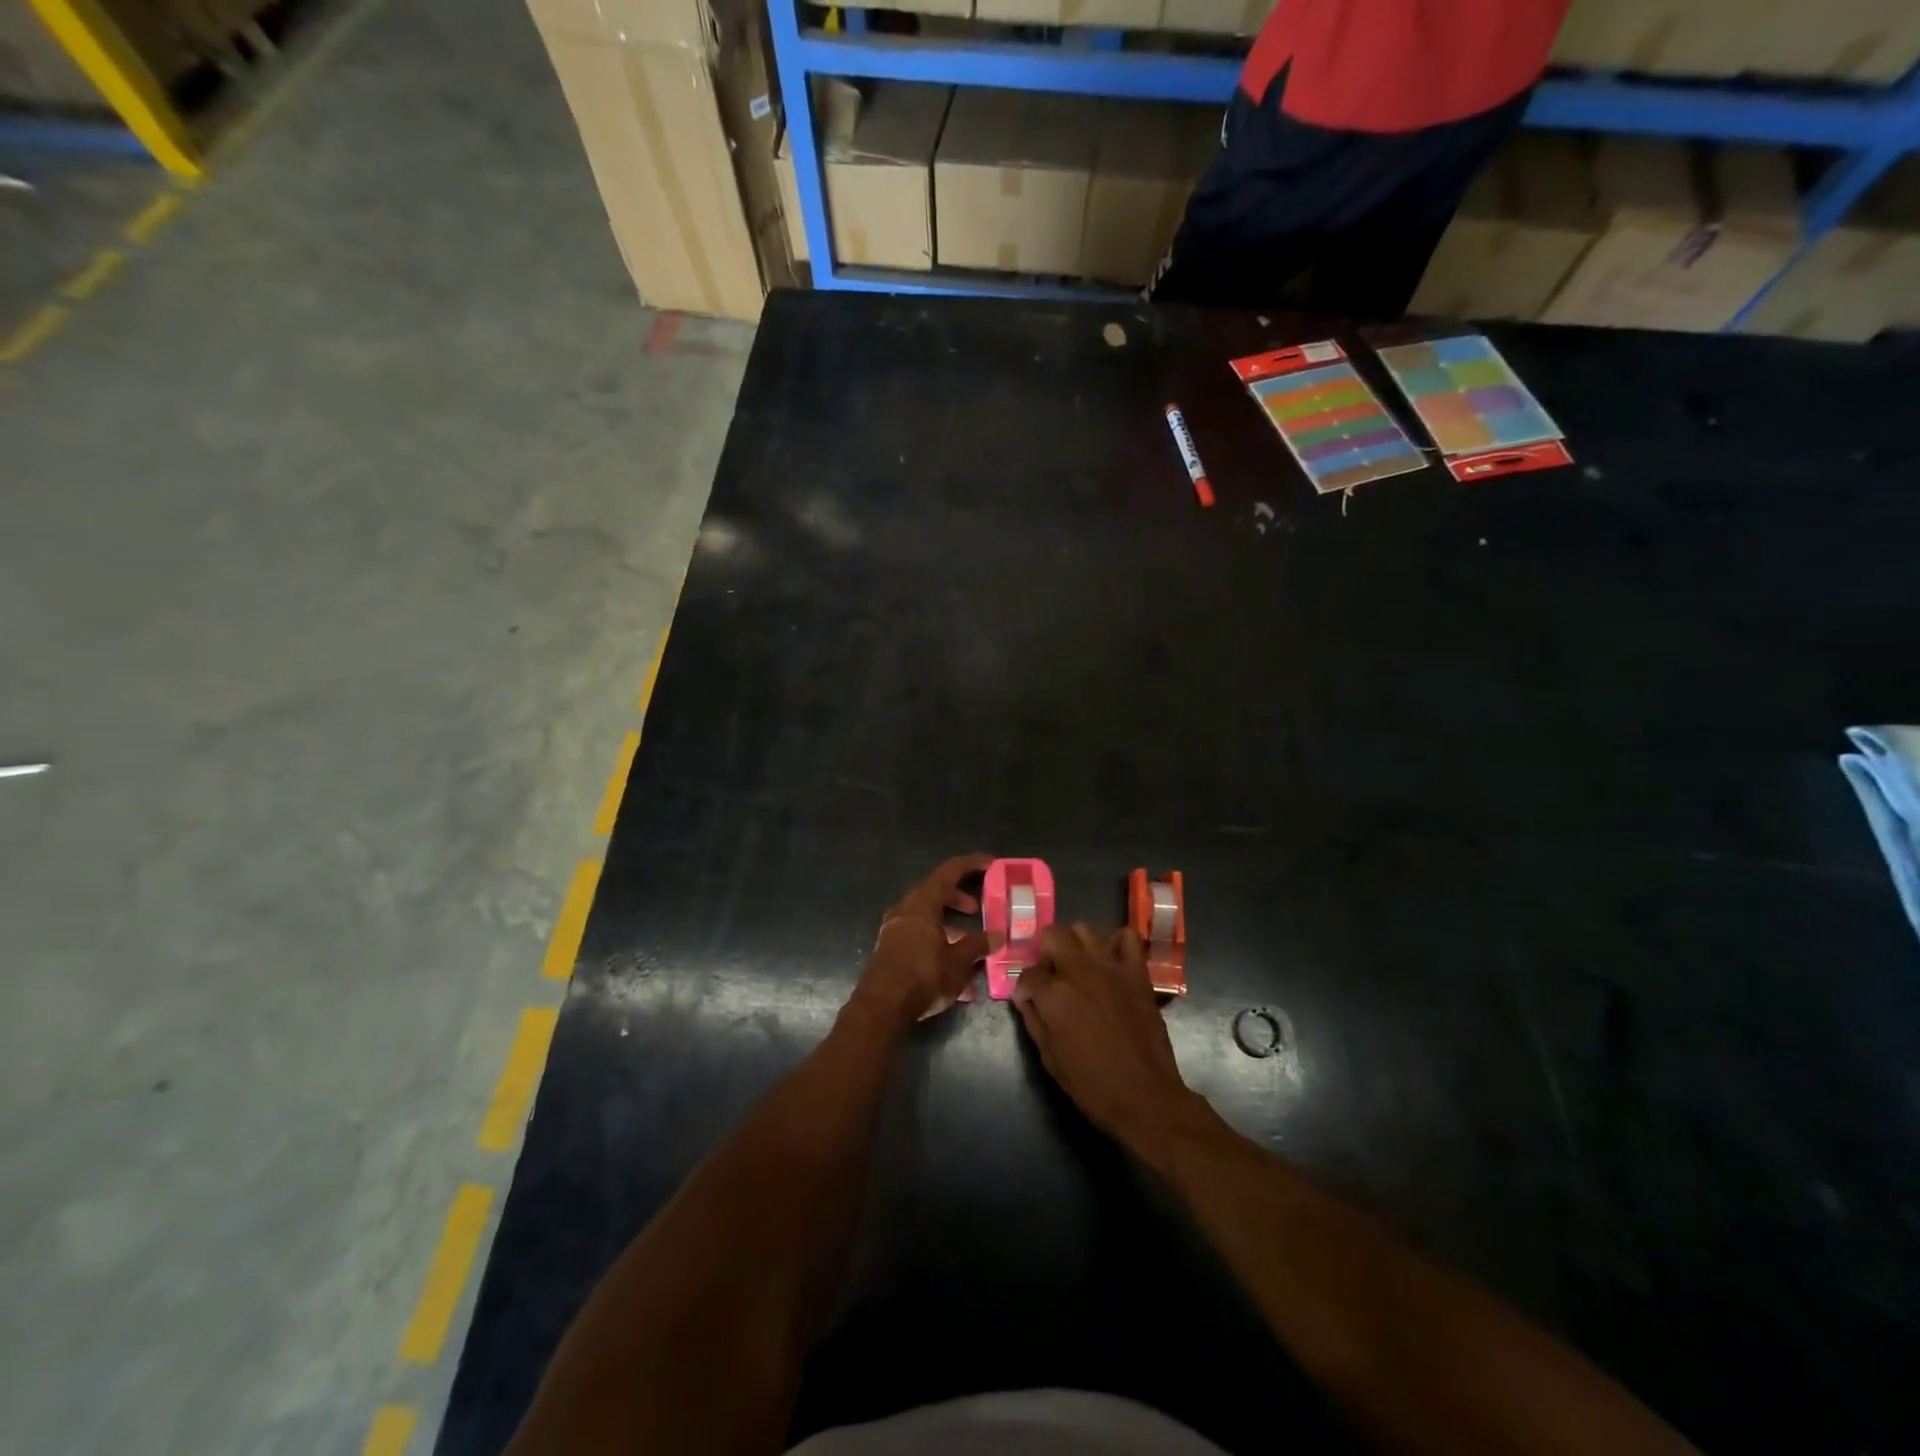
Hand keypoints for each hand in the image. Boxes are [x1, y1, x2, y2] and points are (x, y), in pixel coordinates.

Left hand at [850, 854, 994, 1030]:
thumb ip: (978, 945)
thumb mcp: (958, 962)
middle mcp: (906, 908)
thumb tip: (998, 935)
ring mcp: (894, 927)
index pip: (949, 871)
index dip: (971, 864)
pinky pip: (916, 930)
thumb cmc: (923, 977)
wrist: (881, 1007)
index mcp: (923, 903)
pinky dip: (935, 935)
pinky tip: (949, 961)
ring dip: (947, 920)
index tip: (990, 864)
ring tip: (967, 939)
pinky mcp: (889, 945)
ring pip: (925, 912)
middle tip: (977, 908)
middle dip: (958, 896)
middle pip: (935, 891)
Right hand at [1013, 925, 1206, 1168]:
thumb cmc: (1093, 1085)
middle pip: (1053, 936)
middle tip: (1050, 976)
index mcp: (1055, 995)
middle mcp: (1080, 971)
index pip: (1028, 975)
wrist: (1145, 1097)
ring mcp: (1112, 968)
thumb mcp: (1050, 1059)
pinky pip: (1127, 938)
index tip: (1028, 1000)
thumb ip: (1034, 1020)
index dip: (1025, 988)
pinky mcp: (1137, 973)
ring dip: (1074, 944)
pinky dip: (1115, 943)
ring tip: (1076, 966)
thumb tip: (1026, 998)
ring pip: (1084, 930)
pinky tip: (1109, 962)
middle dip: (1044, 953)